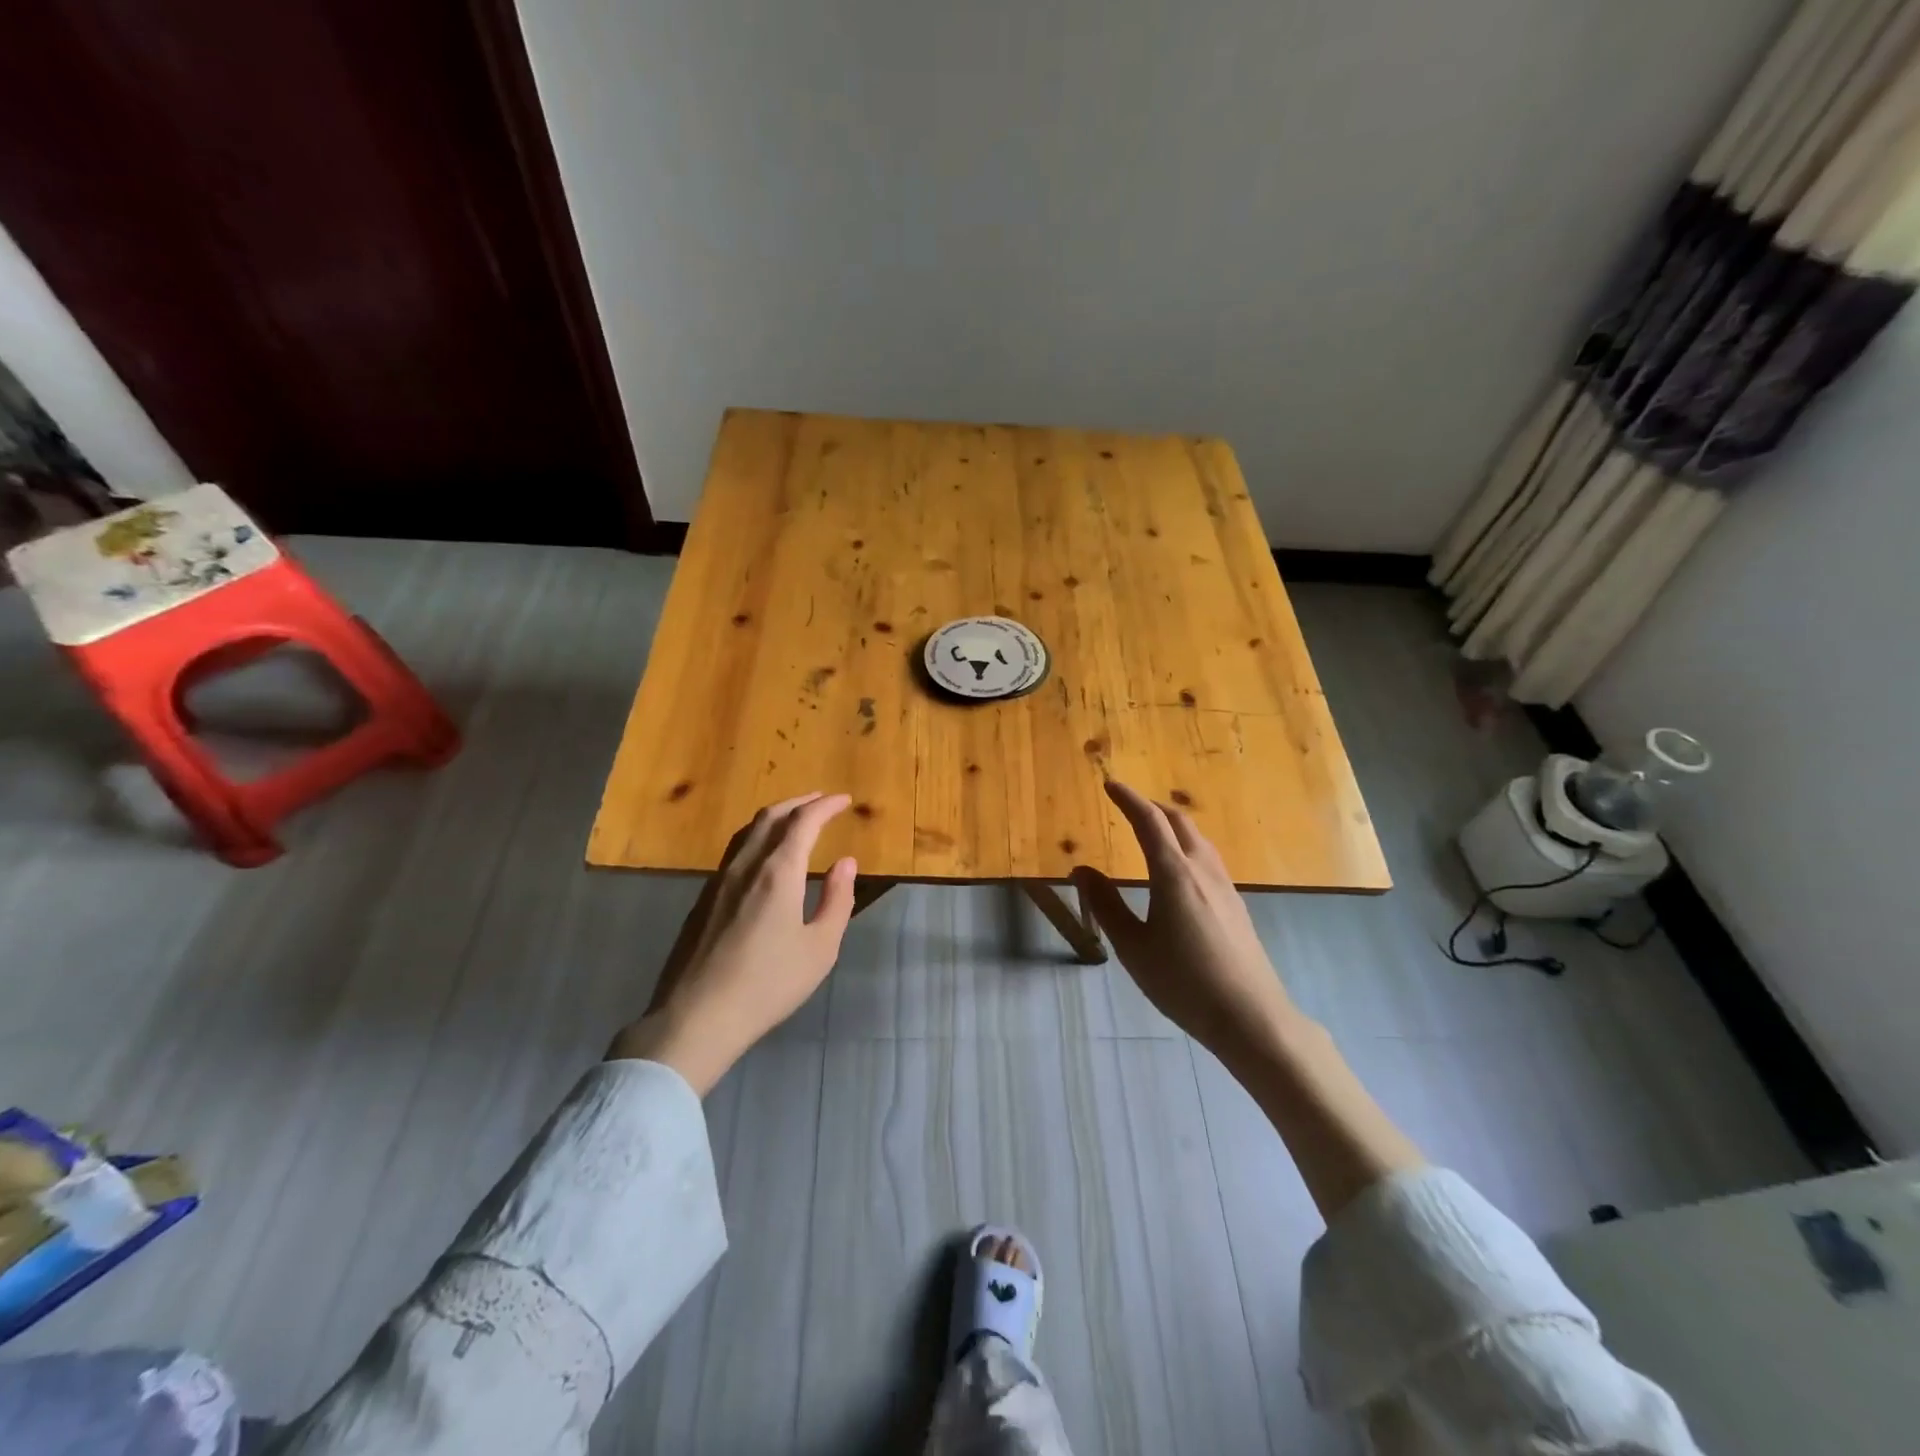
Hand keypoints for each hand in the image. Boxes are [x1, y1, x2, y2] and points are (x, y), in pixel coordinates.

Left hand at [609, 792, 856, 1092]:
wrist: (696, 1017)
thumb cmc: (768, 984)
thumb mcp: (820, 948)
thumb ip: (837, 900)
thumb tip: (845, 862)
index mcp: (778, 873)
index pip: (803, 822)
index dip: (825, 806)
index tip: (843, 800)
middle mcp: (745, 866)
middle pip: (771, 817)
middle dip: (799, 803)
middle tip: (821, 800)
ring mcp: (718, 881)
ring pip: (747, 831)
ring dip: (774, 817)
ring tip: (793, 819)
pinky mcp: (703, 899)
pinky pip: (733, 851)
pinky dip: (756, 837)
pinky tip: (762, 856)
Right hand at [1072, 781, 1296, 1058]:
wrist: (1251, 1016)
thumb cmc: (1183, 982)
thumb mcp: (1133, 947)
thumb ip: (1106, 905)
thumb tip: (1082, 870)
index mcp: (1173, 874)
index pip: (1148, 821)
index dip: (1128, 799)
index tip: (1110, 785)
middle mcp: (1202, 869)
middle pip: (1179, 821)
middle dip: (1152, 806)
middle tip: (1128, 806)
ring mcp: (1225, 885)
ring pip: (1198, 838)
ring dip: (1173, 824)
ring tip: (1152, 831)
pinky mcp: (1236, 903)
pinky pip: (1208, 857)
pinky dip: (1187, 845)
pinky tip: (1180, 869)